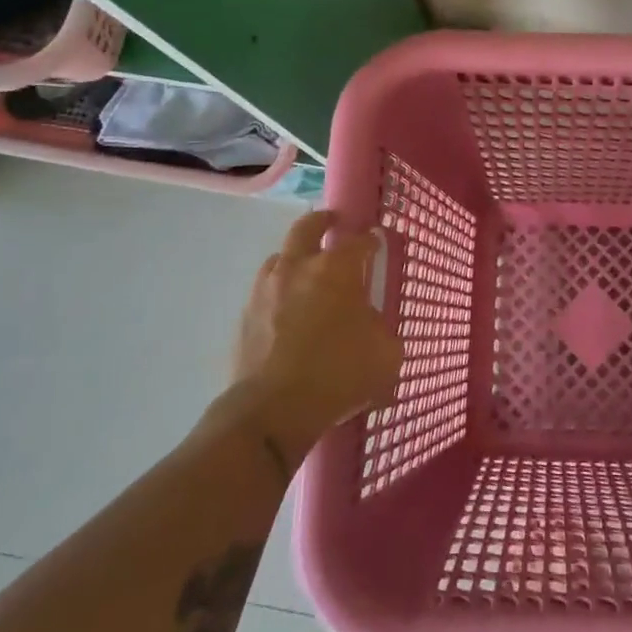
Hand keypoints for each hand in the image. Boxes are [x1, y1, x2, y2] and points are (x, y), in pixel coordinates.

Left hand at [226, 210, 402, 465]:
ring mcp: (266, 289)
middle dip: (323, 221)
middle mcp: (298, 267)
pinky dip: (280, 291)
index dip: (371, 241)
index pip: (359, 241)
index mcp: (336, 269)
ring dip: (296, 256)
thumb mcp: (386, 354)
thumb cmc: (338, 375)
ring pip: (280, 257)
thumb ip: (383, 330)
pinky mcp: (245, 315)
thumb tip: (373, 324)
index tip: (377, 244)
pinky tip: (289, 310)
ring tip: (308, 271)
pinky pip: (265, 290)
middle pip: (308, 227)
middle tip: (334, 224)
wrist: (272, 410)